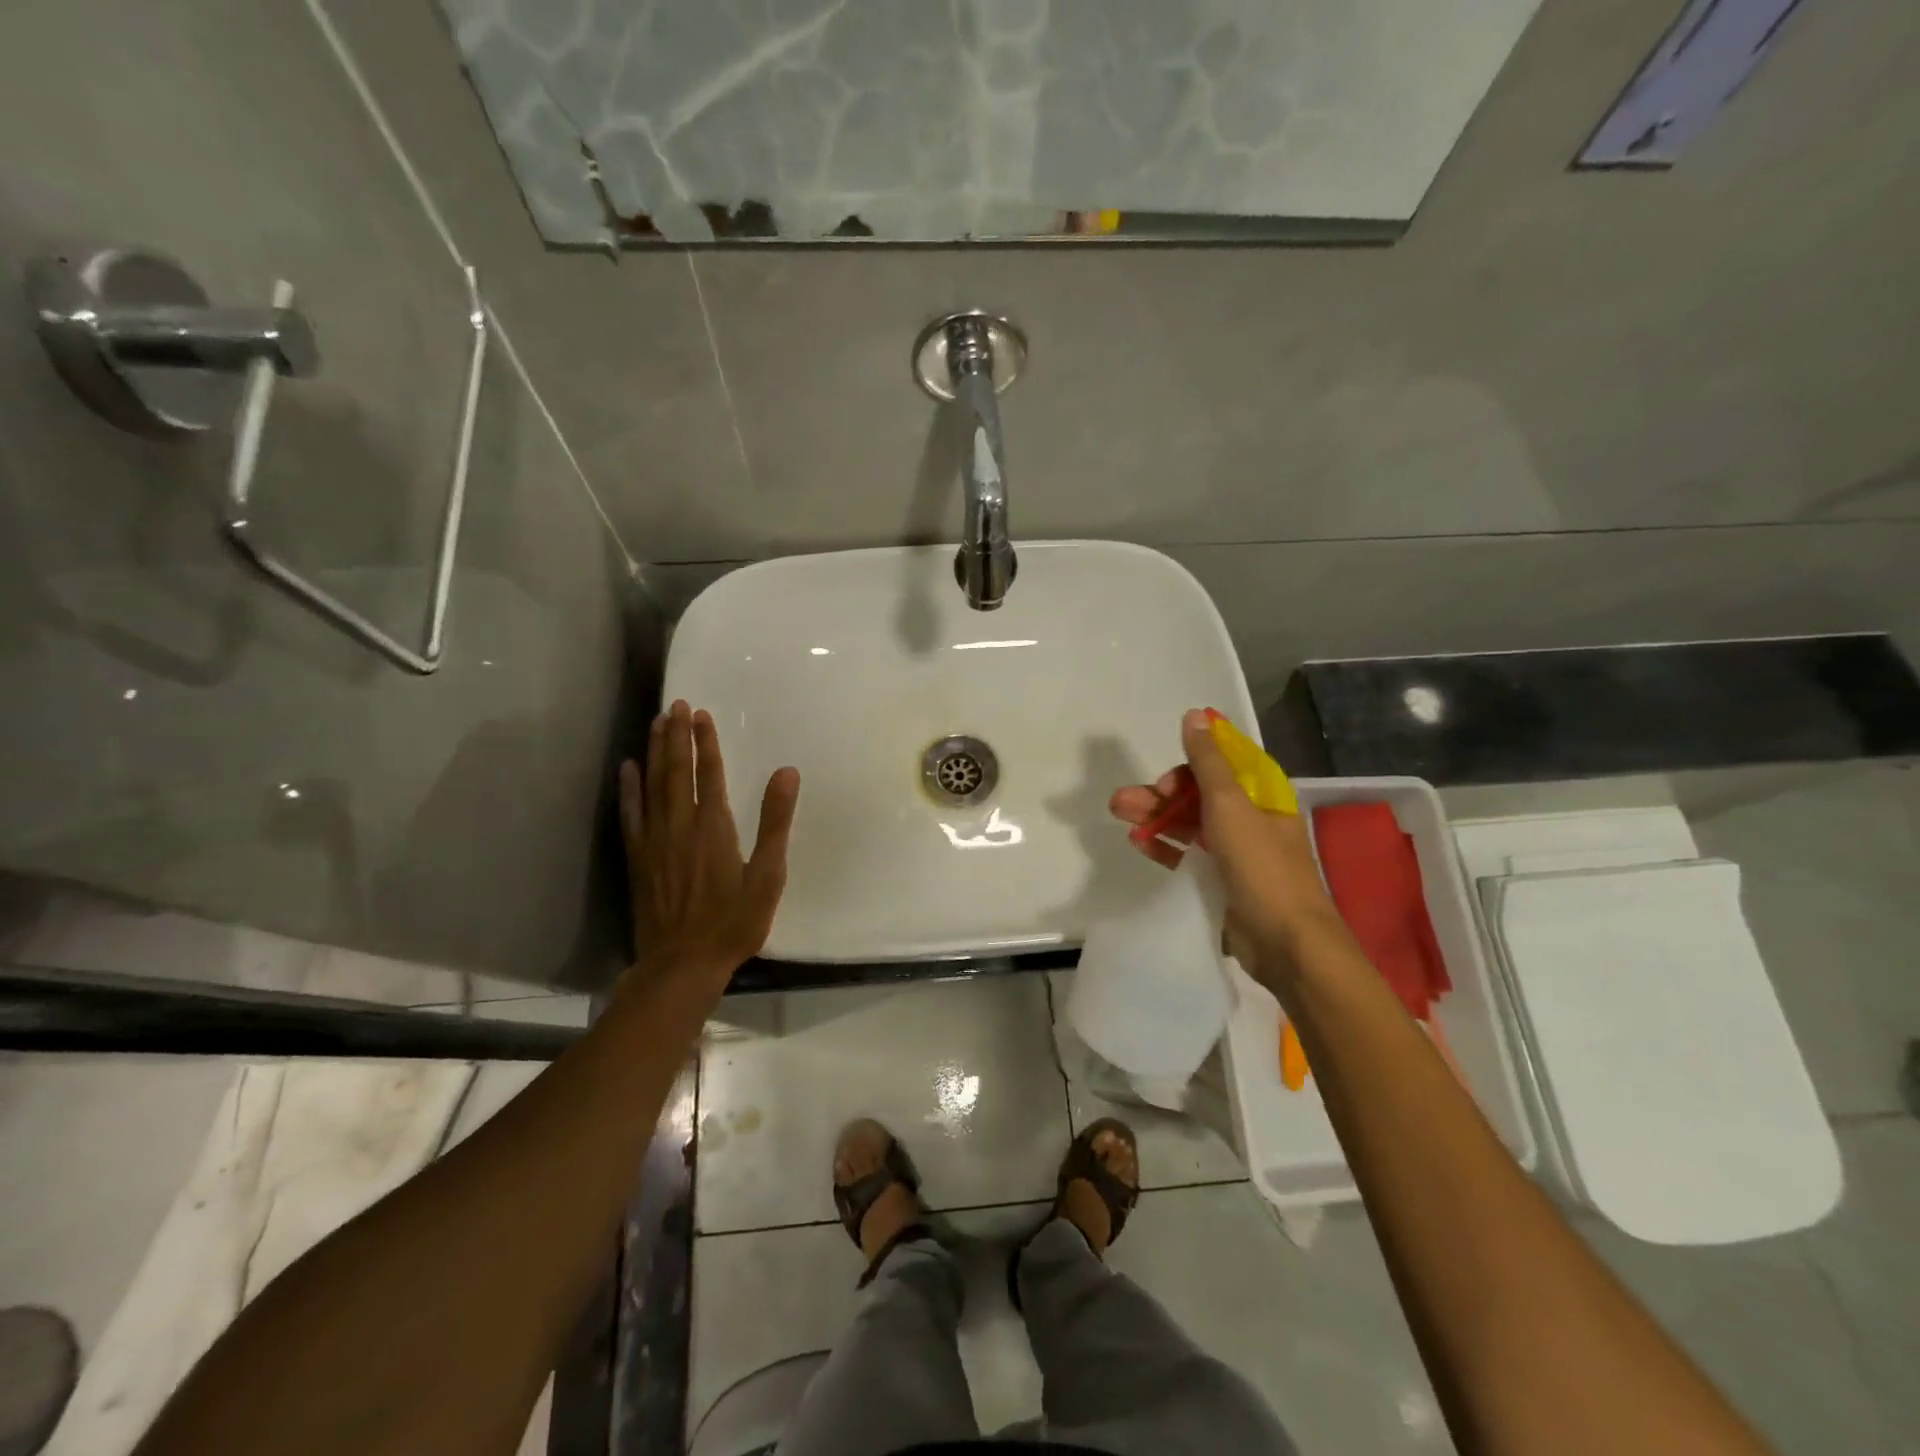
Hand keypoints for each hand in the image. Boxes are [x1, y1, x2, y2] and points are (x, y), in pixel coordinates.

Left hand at [619, 700, 799, 980]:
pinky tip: (627, 769)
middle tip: (674, 704)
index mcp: (714, 826)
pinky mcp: (638, 858)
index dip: (706, 742)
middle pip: (677, 770)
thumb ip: (775, 821)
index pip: (710, 773)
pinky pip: (631, 814)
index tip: (701, 713)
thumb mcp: (768, 875)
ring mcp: (655, 841)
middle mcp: (680, 824)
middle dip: (676, 735)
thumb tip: (787, 772)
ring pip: (652, 785)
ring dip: (654, 751)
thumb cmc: (734, 922)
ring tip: (655, 722)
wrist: (683, 963)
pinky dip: (629, 789)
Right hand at [1109, 708, 1339, 984]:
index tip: (1164, 777)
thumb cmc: (1262, 867)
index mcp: (1261, 795)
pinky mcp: (1223, 881)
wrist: (1287, 944)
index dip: (1189, 764)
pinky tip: (1140, 844)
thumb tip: (1195, 714)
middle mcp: (1251, 818)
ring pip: (1190, 823)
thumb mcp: (1230, 806)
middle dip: (1160, 794)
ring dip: (1156, 817)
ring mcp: (1238, 851)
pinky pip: (1189, 854)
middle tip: (1122, 802)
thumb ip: (1208, 762)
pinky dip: (1165, 846)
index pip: (1221, 764)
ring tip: (1120, 817)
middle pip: (1199, 794)